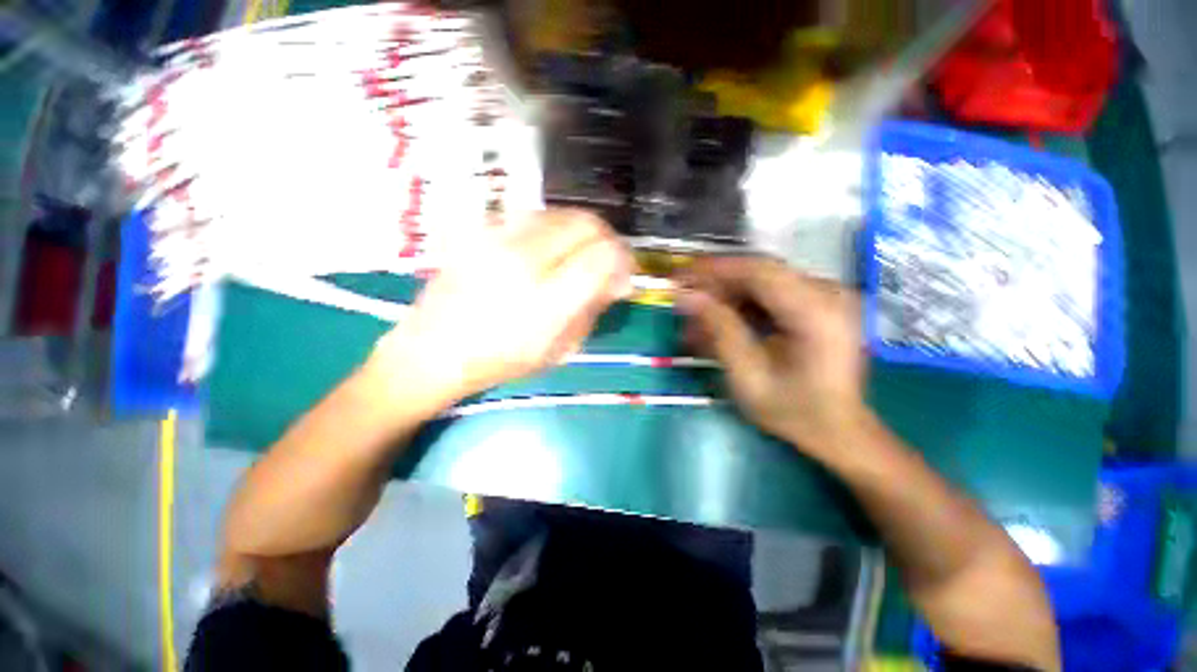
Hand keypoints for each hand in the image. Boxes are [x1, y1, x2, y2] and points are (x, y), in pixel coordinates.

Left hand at [367, 209, 632, 412]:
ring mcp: (496, 238)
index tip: (623, 275)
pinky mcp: (480, 229)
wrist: (432, 349)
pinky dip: (553, 228)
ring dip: (580, 231)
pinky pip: (532, 215)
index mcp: (545, 301)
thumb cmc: (499, 361)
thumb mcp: (559, 350)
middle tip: (606, 260)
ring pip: (561, 212)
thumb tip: (616, 280)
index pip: (603, 257)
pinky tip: (547, 248)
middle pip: (586, 223)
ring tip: (577, 254)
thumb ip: (592, 310)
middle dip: (607, 239)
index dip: (623, 261)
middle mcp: (522, 260)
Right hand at [677, 257, 865, 458]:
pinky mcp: (817, 305)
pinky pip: (770, 295)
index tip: (680, 275)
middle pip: (759, 273)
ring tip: (695, 319)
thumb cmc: (794, 411)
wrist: (838, 430)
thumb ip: (719, 330)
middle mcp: (827, 294)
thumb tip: (687, 296)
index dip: (715, 268)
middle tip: (682, 300)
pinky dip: (740, 306)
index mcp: (817, 311)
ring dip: (725, 297)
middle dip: (716, 284)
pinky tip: (718, 324)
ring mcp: (824, 297)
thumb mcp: (748, 377)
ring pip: (761, 283)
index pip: (759, 271)